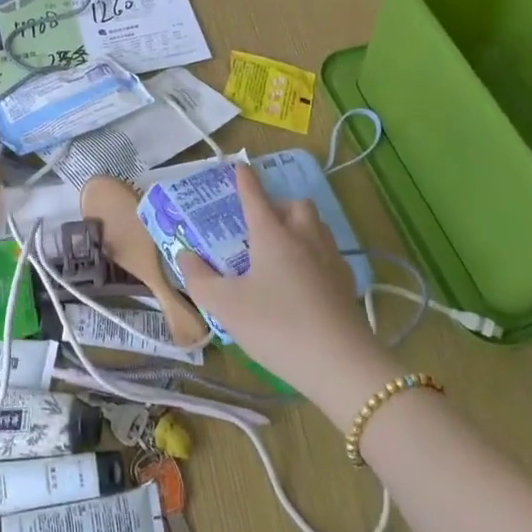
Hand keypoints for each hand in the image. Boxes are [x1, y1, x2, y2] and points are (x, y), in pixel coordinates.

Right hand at [175, 163, 388, 400]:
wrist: (340, 364)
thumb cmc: (276, 326)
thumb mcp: (225, 306)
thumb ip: (199, 279)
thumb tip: (185, 255)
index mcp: (272, 234)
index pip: (255, 196)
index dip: (245, 180)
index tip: (240, 166)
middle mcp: (304, 237)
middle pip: (296, 205)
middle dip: (279, 205)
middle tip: (260, 224)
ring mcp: (331, 259)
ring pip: (317, 226)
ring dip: (300, 226)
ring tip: (282, 248)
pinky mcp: (347, 284)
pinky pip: (329, 254)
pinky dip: (315, 255)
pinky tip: (305, 279)